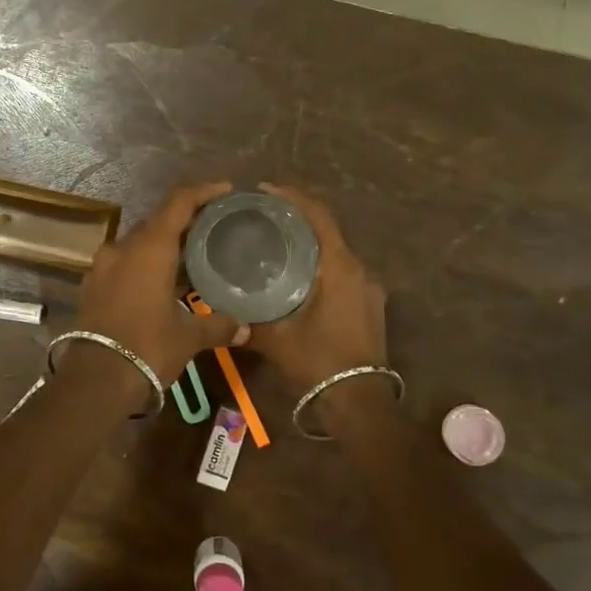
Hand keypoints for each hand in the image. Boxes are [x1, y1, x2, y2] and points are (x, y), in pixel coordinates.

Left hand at [77, 181, 249, 383]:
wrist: (96, 379)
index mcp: (150, 247)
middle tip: (213, 227)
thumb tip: (245, 328)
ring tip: (192, 257)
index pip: (178, 203)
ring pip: (139, 244)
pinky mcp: (93, 286)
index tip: (225, 189)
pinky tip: (162, 282)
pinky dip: (145, 265)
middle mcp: (123, 248)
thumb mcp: (188, 336)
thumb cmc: (148, 347)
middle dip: (185, 221)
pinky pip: (125, 264)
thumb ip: (217, 325)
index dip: (203, 191)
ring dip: (164, 246)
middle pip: (157, 222)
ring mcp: (103, 266)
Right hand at [246, 183, 387, 389]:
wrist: (359, 401)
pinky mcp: (369, 303)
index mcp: (340, 267)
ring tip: (275, 239)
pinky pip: (342, 269)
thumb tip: (220, 303)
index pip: (318, 216)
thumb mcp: (276, 338)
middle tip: (263, 214)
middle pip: (328, 229)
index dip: (292, 197)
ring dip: (310, 240)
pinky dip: (320, 261)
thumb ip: (248, 317)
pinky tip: (297, 272)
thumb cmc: (318, 362)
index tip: (265, 189)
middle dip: (298, 216)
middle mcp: (360, 270)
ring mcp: (369, 288)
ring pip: (336, 250)